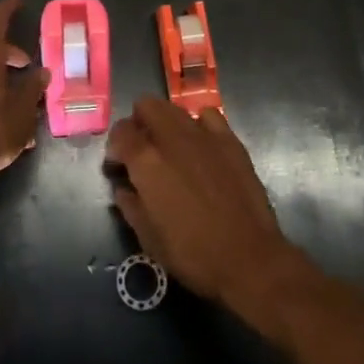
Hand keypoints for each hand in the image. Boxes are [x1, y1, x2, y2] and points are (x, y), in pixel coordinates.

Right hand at [105, 98, 303, 310]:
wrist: (248, 258)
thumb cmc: (193, 253)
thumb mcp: (148, 238)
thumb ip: (130, 205)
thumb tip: (123, 188)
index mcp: (146, 160)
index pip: (121, 131)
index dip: (115, 146)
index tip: (119, 165)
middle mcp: (172, 137)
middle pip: (147, 105)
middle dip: (139, 122)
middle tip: (142, 150)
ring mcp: (203, 134)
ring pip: (175, 108)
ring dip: (166, 123)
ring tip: (171, 149)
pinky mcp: (229, 139)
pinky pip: (207, 116)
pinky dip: (198, 125)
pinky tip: (201, 146)